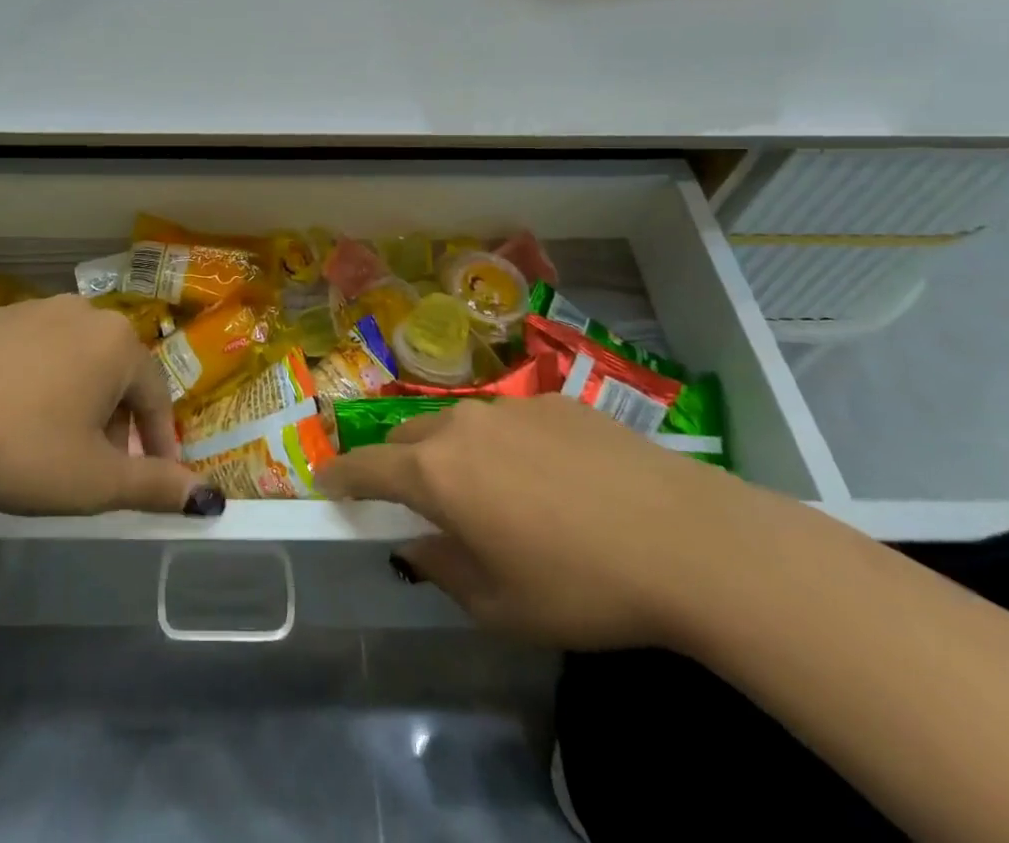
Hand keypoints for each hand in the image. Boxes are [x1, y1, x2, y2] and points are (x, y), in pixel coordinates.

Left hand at [0, 295, 222, 518]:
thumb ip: (155, 487)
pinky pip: (33, 351)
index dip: (160, 441)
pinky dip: (37, 382)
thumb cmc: (21, 449)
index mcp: (117, 343)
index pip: (156, 394)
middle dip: (117, 421)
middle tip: (100, 466)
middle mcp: (82, 312)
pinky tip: (10, 416)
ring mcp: (33, 309)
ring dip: (78, 399)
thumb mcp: (94, 481)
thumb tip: (207, 498)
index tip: (158, 476)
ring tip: (55, 444)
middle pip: (116, 372)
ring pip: (75, 358)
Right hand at [319, 396, 757, 649]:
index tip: (323, 478)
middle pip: (409, 437)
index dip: (341, 474)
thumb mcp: (501, 605)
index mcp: (436, 473)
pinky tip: (552, 479)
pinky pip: (510, 420)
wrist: (685, 539)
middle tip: (418, 499)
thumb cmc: (581, 585)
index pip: (367, 466)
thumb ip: (443, 571)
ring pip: (459, 424)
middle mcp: (462, 426)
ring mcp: (510, 407)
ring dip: (454, 452)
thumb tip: (419, 547)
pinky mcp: (555, 401)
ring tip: (491, 491)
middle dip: (400, 464)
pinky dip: (507, 445)